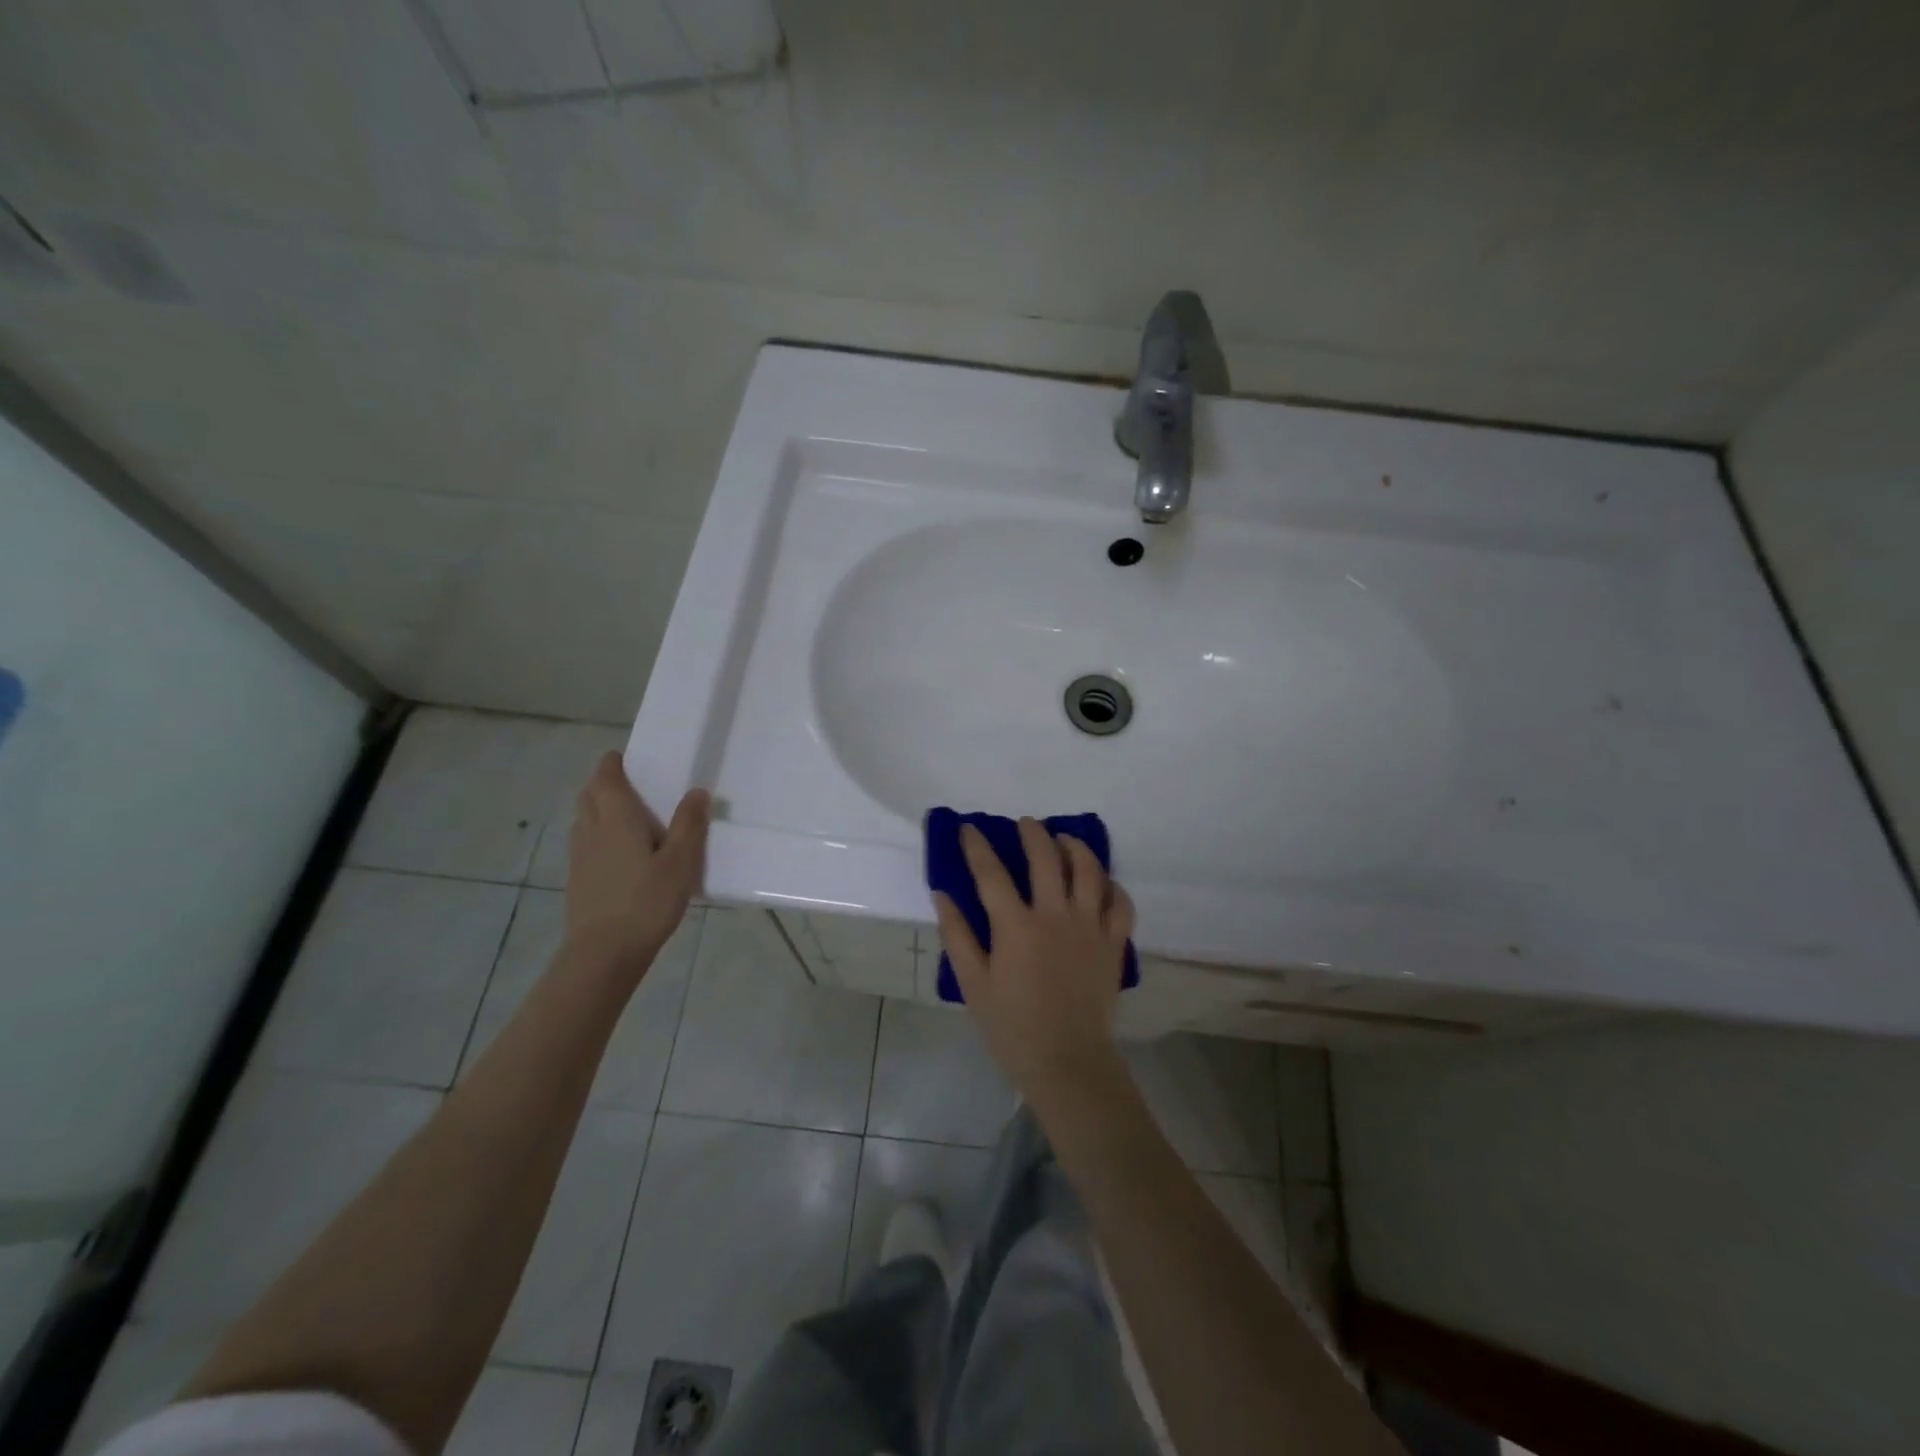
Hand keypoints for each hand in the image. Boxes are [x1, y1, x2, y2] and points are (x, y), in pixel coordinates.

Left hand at [564, 752, 709, 976]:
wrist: (603, 954)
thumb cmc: (646, 902)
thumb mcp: (680, 862)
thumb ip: (689, 824)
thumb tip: (696, 791)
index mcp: (616, 819)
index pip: (606, 777)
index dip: (613, 763)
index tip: (628, 757)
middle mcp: (591, 830)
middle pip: (589, 795)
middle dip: (604, 783)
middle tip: (632, 785)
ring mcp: (579, 856)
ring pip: (584, 819)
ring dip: (599, 808)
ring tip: (628, 817)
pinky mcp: (578, 880)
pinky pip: (585, 843)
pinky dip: (598, 835)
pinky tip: (620, 854)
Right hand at [934, 818, 1135, 1105]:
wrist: (1068, 1062)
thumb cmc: (1012, 1027)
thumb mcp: (973, 984)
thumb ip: (957, 935)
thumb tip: (942, 894)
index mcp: (1016, 926)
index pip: (991, 873)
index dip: (977, 846)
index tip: (968, 828)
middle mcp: (1055, 916)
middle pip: (1046, 858)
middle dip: (1032, 833)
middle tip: (1025, 824)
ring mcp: (1090, 927)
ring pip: (1089, 870)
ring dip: (1075, 847)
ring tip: (1064, 841)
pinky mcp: (1113, 943)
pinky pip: (1120, 902)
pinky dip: (1111, 885)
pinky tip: (1100, 882)